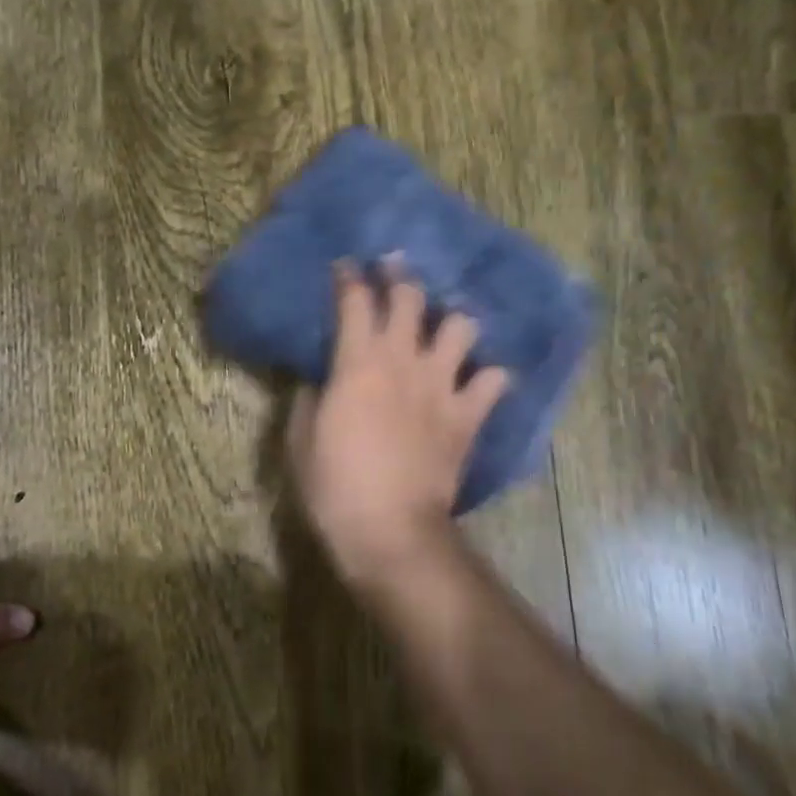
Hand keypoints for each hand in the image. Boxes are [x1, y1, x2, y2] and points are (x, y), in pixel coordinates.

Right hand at [286, 264, 509, 579]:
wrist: (389, 528)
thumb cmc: (334, 484)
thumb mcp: (302, 440)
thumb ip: (310, 400)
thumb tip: (321, 381)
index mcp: (357, 363)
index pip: (355, 301)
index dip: (349, 278)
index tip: (346, 266)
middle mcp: (403, 361)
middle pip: (410, 298)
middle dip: (400, 276)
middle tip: (394, 268)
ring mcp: (441, 386)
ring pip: (460, 327)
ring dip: (452, 320)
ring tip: (444, 326)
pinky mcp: (468, 415)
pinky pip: (494, 381)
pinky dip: (490, 376)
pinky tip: (481, 379)